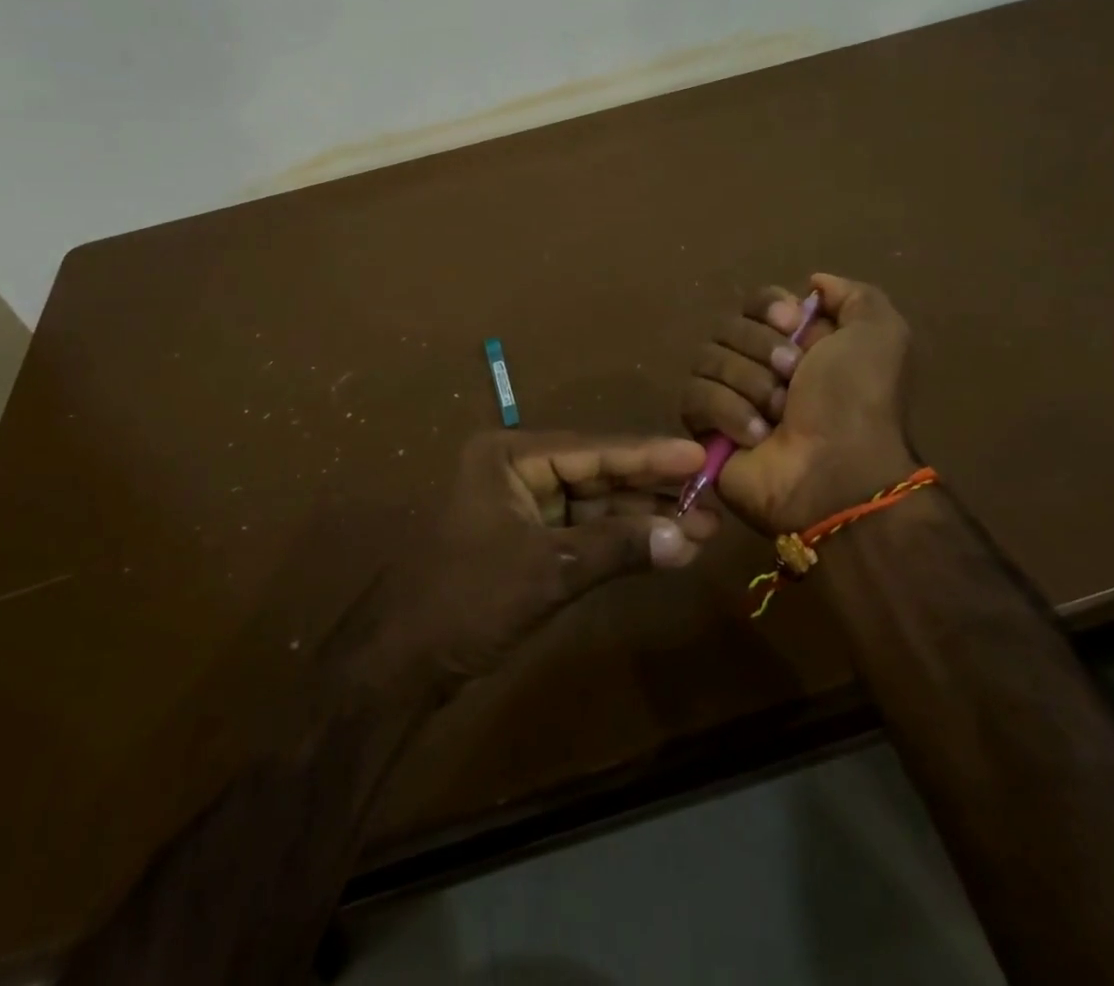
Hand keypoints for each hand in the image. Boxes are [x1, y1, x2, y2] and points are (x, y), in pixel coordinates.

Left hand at [328, 431, 715, 700]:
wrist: (402, 663)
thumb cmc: (468, 599)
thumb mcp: (548, 568)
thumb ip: (618, 547)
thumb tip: (686, 538)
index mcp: (509, 455)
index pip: (592, 449)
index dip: (649, 455)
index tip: (699, 455)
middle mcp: (517, 470)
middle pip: (598, 475)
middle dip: (652, 492)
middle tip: (711, 502)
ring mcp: (522, 507)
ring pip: (595, 506)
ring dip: (643, 520)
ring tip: (701, 530)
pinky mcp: (528, 543)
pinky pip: (583, 534)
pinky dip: (620, 543)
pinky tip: (664, 549)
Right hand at [680, 272, 917, 535]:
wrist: (837, 474)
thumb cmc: (857, 402)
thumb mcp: (880, 335)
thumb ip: (854, 295)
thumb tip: (813, 283)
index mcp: (797, 342)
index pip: (756, 301)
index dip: (769, 308)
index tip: (793, 324)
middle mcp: (760, 365)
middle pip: (728, 327)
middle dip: (761, 350)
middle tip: (792, 379)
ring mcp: (730, 397)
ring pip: (707, 359)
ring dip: (748, 384)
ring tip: (777, 416)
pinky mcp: (705, 430)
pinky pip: (694, 397)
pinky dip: (727, 413)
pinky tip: (755, 436)